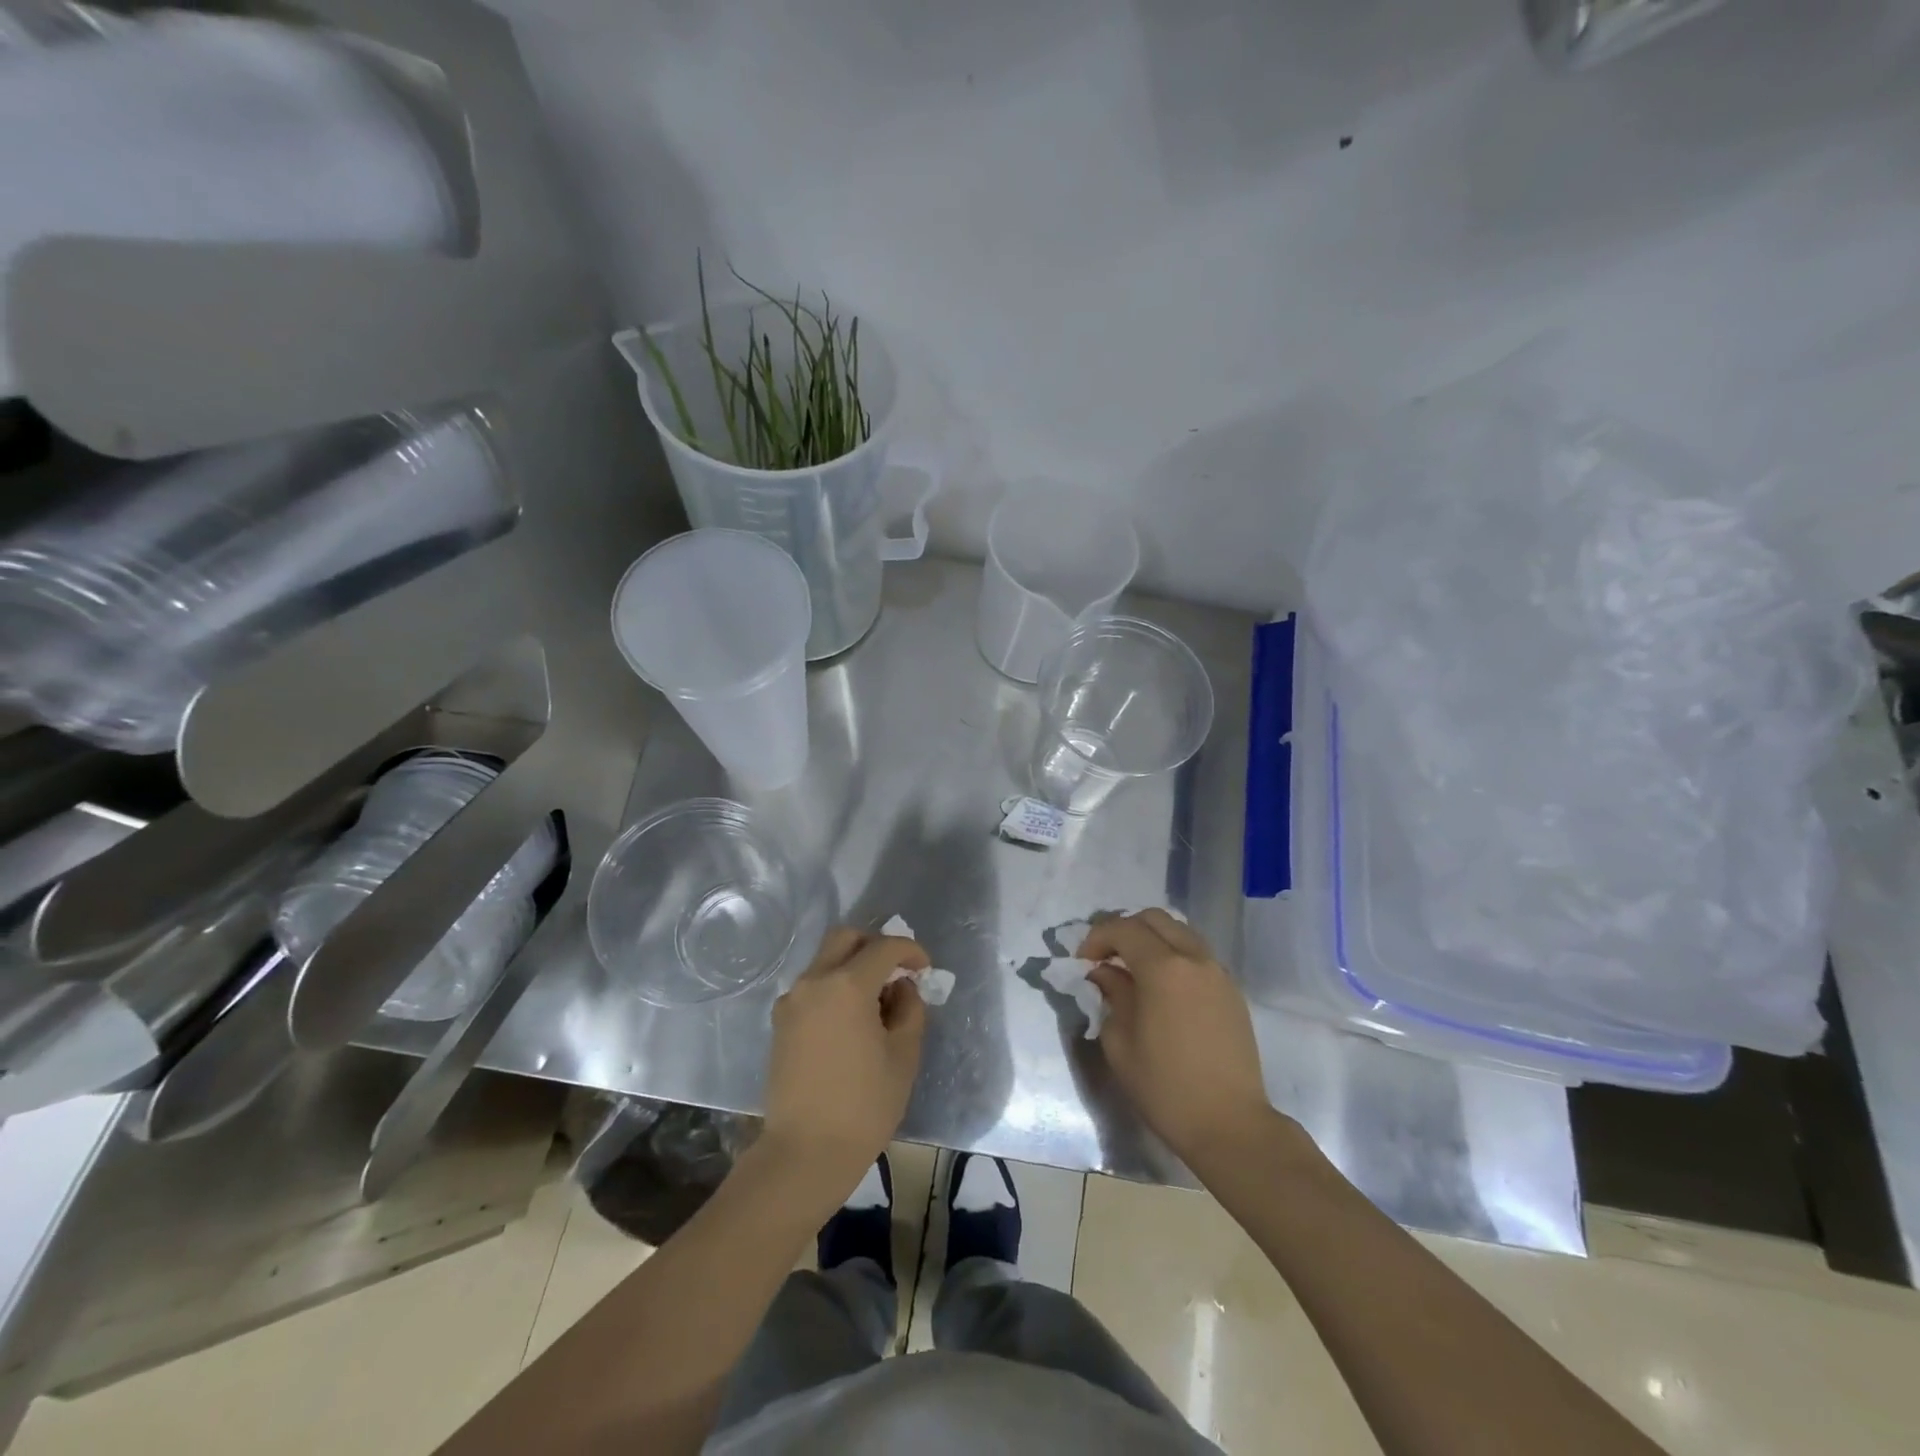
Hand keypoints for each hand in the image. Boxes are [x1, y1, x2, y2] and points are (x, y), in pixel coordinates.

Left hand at [761, 927, 928, 1197]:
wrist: (805, 1153)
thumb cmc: (864, 1106)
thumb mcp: (903, 1056)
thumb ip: (909, 1010)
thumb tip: (901, 988)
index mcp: (847, 985)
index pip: (884, 947)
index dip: (910, 951)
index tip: (925, 968)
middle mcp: (814, 981)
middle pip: (845, 938)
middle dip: (874, 945)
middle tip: (896, 971)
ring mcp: (792, 1001)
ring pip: (825, 960)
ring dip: (853, 966)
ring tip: (876, 1002)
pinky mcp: (780, 1022)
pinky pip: (812, 986)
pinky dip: (834, 987)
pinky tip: (851, 1020)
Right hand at [1078, 910, 1272, 1173]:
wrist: (1230, 1124)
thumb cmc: (1165, 1087)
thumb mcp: (1121, 1042)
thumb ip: (1111, 996)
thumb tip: (1105, 974)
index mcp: (1163, 968)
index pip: (1123, 929)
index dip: (1097, 937)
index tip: (1082, 962)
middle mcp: (1194, 959)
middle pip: (1155, 919)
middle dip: (1125, 930)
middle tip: (1106, 957)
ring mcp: (1218, 973)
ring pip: (1180, 932)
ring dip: (1152, 939)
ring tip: (1133, 969)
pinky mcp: (1232, 991)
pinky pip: (1197, 955)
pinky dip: (1174, 955)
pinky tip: (1162, 987)